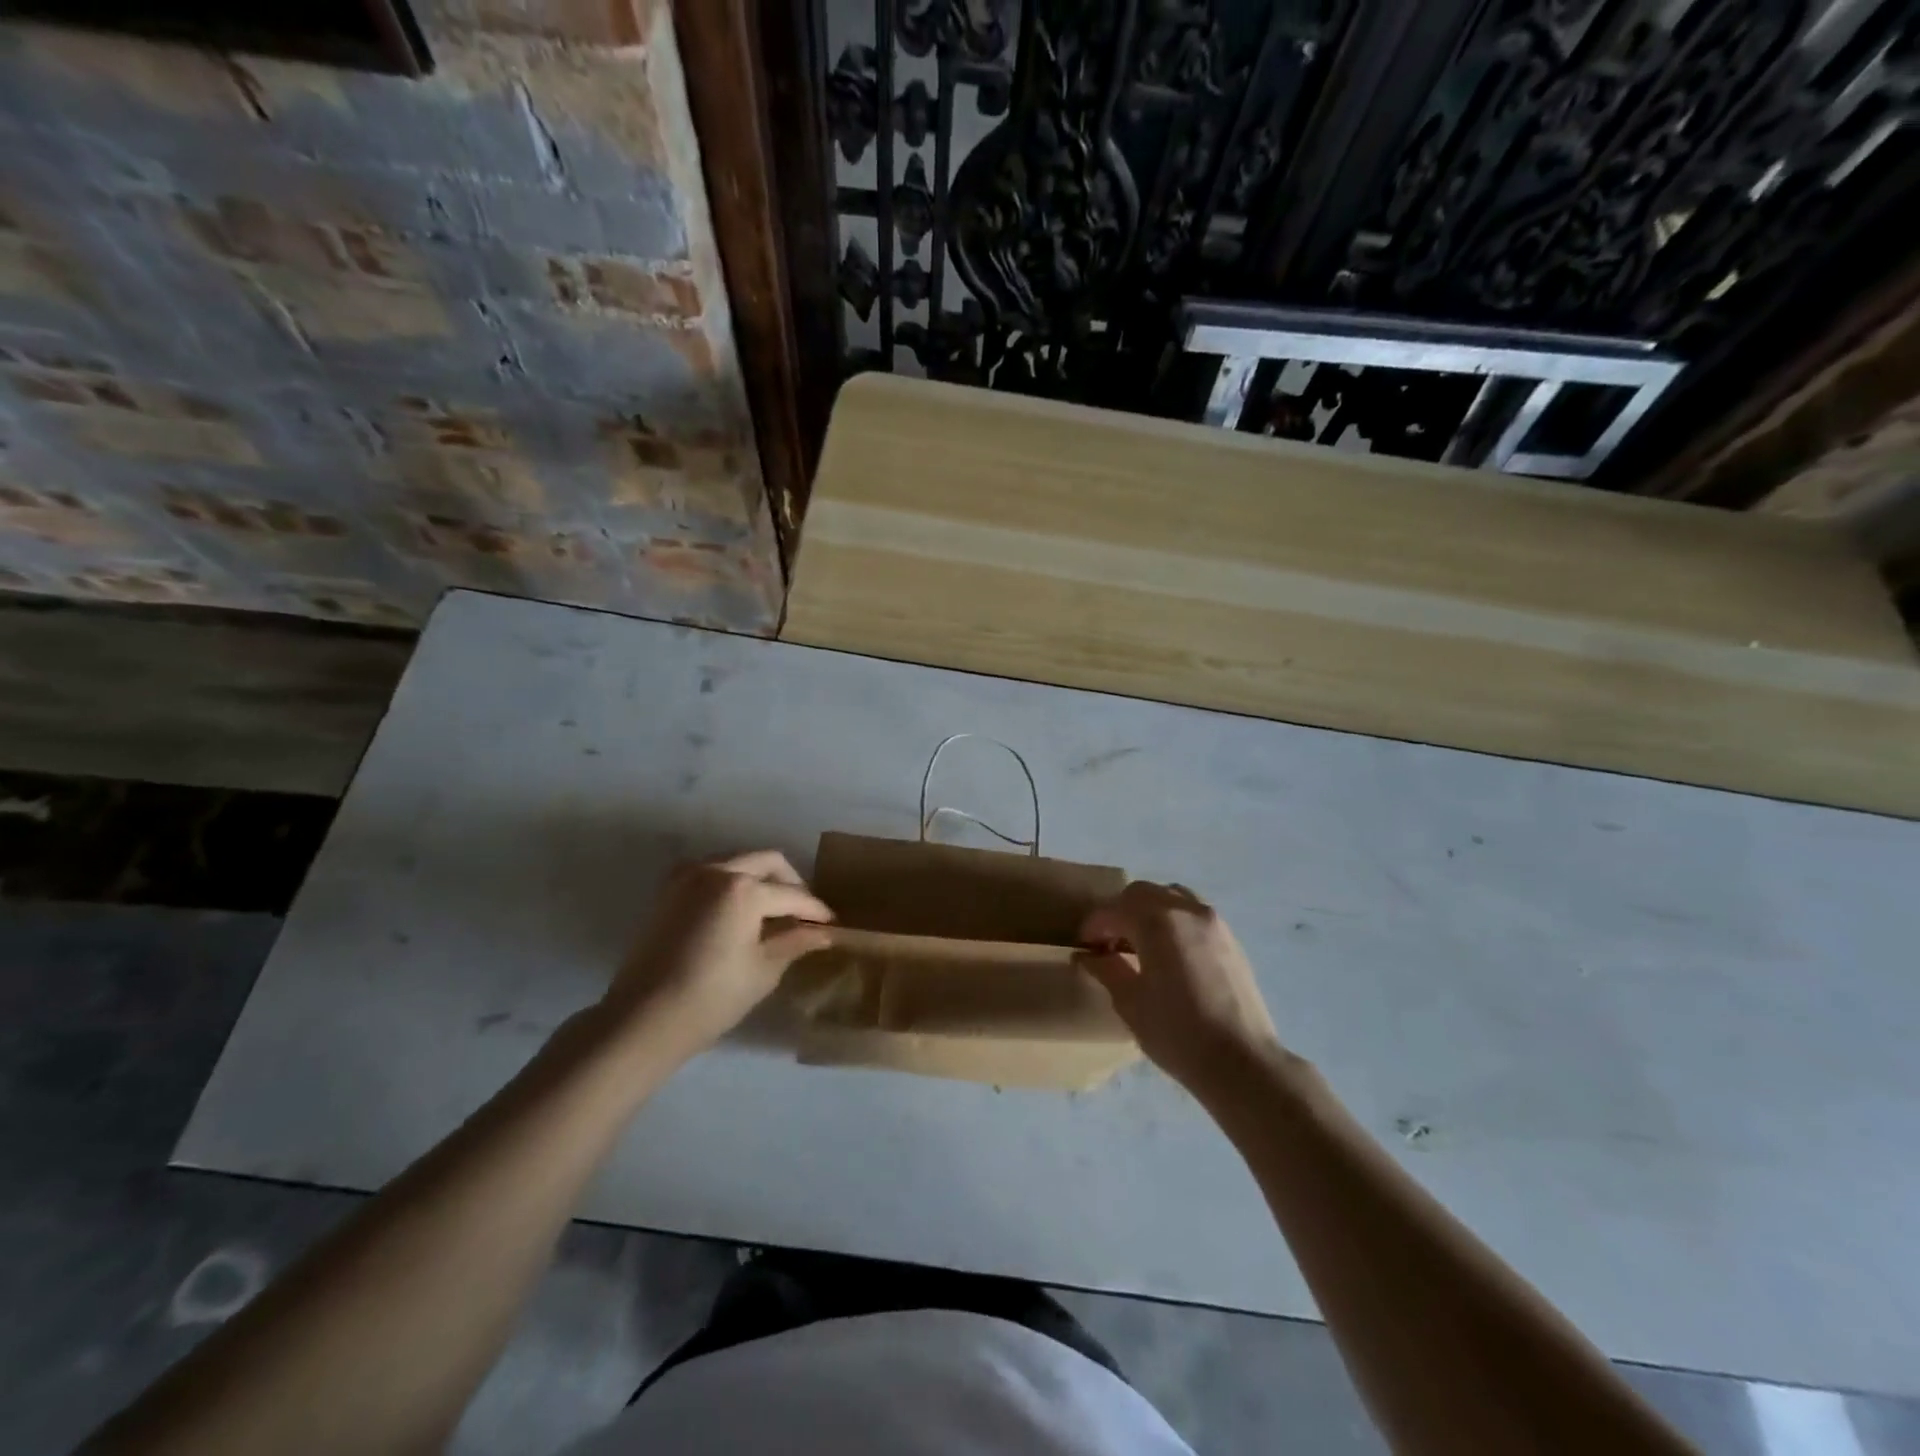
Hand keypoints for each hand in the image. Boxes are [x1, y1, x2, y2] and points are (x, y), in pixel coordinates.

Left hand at [604, 850, 833, 1059]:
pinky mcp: (670, 890)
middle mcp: (717, 870)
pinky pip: (712, 871)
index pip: (792, 895)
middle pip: (768, 861)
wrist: (643, 1018)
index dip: (816, 910)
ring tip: (774, 909)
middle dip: (791, 883)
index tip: (831, 924)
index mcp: (743, 889)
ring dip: (761, 877)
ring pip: (739, 860)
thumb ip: (795, 941)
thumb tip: (824, 933)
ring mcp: (689, 876)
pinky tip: (740, 909)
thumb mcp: (763, 970)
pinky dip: (732, 881)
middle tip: (804, 912)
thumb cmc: (712, 997)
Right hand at [1078, 881, 1282, 1098]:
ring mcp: (1213, 922)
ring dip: (1149, 911)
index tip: (1085, 946)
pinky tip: (1170, 954)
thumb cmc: (1177, 1033)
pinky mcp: (1231, 939)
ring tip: (1141, 944)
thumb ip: (1106, 969)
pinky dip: (1173, 921)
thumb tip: (1087, 956)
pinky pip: (1193, 913)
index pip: (1114, 909)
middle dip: (1120, 912)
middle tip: (1109, 943)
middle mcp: (1185, 909)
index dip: (1094, 925)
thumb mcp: (1130, 1003)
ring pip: (1171, 896)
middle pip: (1142, 893)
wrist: (1242, 1062)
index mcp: (1157, 922)